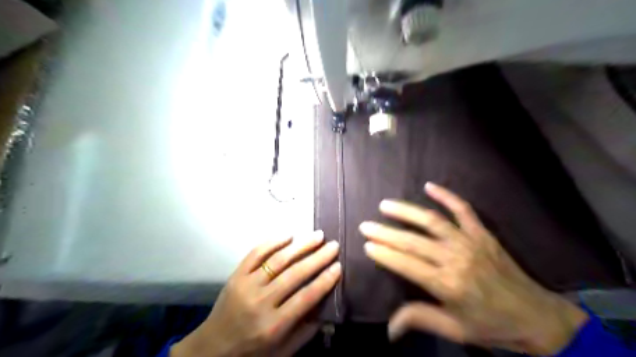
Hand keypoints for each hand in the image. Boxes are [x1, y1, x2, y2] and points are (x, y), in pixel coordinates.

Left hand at [171, 232, 339, 356]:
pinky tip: (288, 235)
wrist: (212, 349)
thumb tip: (326, 306)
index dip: (325, 280)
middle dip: (318, 258)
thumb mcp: (283, 352)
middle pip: (295, 274)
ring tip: (317, 236)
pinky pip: (255, 254)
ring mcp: (246, 286)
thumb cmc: (252, 352)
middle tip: (333, 245)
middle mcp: (260, 303)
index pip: (306, 297)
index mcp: (274, 326)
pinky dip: (272, 242)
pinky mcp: (236, 276)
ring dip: (300, 246)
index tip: (339, 266)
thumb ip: (306, 331)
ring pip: (278, 260)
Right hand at [360, 183, 588, 354]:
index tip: (366, 245)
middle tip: (366, 225)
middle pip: (413, 242)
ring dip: (406, 212)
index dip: (384, 254)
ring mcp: (470, 242)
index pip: (407, 264)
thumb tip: (388, 328)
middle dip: (386, 233)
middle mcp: (456, 259)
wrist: (538, 317)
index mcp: (447, 284)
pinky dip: (446, 196)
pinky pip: (463, 209)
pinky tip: (429, 186)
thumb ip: (420, 320)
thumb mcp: (455, 330)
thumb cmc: (493, 325)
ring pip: (432, 221)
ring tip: (385, 205)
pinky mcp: (482, 234)